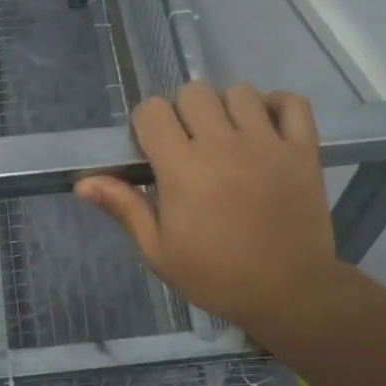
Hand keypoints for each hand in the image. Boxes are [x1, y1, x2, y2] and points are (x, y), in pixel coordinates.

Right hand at [75, 83, 343, 342]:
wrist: (288, 293)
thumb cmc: (216, 275)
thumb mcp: (159, 251)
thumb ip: (124, 207)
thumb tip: (82, 182)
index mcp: (183, 167)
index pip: (152, 111)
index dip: (146, 125)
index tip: (152, 151)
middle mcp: (224, 144)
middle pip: (193, 92)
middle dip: (183, 113)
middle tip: (188, 146)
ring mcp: (268, 143)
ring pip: (239, 92)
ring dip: (226, 109)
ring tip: (228, 139)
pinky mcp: (303, 149)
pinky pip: (292, 102)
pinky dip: (277, 106)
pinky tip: (265, 128)